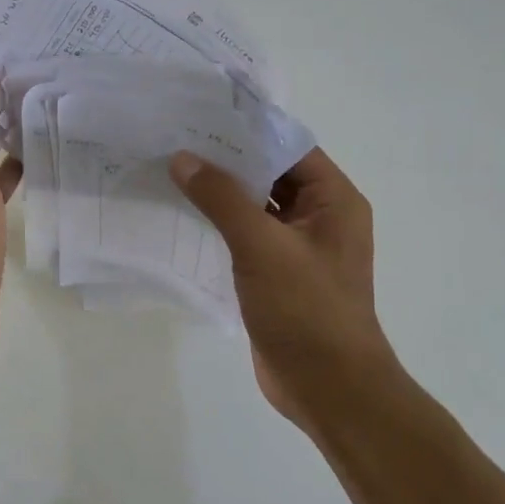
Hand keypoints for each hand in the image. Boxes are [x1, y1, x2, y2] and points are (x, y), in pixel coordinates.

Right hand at [169, 147, 400, 432]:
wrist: (328, 387)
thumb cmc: (306, 309)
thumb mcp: (262, 247)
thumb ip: (222, 198)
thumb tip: (183, 158)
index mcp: (333, 200)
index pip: (288, 147)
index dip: (246, 130)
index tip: (199, 116)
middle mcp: (319, 217)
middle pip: (270, 174)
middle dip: (226, 160)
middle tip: (175, 141)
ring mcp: (298, 248)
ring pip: (256, 207)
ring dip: (220, 193)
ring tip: (171, 171)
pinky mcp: (278, 274)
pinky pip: (247, 236)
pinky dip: (220, 224)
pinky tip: (183, 216)